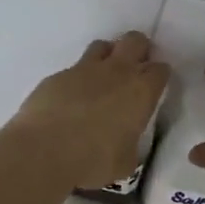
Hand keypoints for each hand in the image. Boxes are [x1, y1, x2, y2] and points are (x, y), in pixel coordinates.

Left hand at [7, 32, 171, 190]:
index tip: (154, 86)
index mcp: (140, 92)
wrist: (44, 149)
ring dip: (107, 56)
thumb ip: (130, 146)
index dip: (159, 75)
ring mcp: (84, 69)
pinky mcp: (57, 75)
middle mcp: (116, 72)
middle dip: (138, 49)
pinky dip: (76, 80)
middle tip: (134, 68)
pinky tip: (70, 99)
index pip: (160, 70)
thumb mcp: (125, 162)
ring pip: (103, 46)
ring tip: (102, 77)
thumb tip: (125, 143)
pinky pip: (73, 69)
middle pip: (135, 41)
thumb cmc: (93, 160)